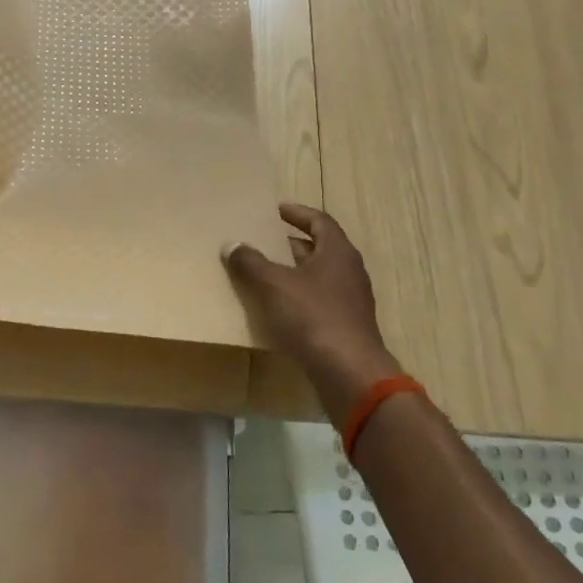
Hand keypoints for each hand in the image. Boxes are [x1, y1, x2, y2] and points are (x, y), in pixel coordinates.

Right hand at [224, 203, 401, 418]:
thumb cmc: (313, 317)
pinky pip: (318, 302)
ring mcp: (350, 301)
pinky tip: (275, 308)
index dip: (296, 213)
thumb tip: (232, 244)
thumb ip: (250, 262)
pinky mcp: (345, 327)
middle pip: (319, 249)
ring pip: (318, 277)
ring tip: (262, 273)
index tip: (275, 210)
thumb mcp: (273, 284)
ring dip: (292, 272)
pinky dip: (297, 298)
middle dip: (290, 244)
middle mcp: (349, 271)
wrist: (348, 372)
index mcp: (338, 252)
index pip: (319, 221)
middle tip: (261, 241)